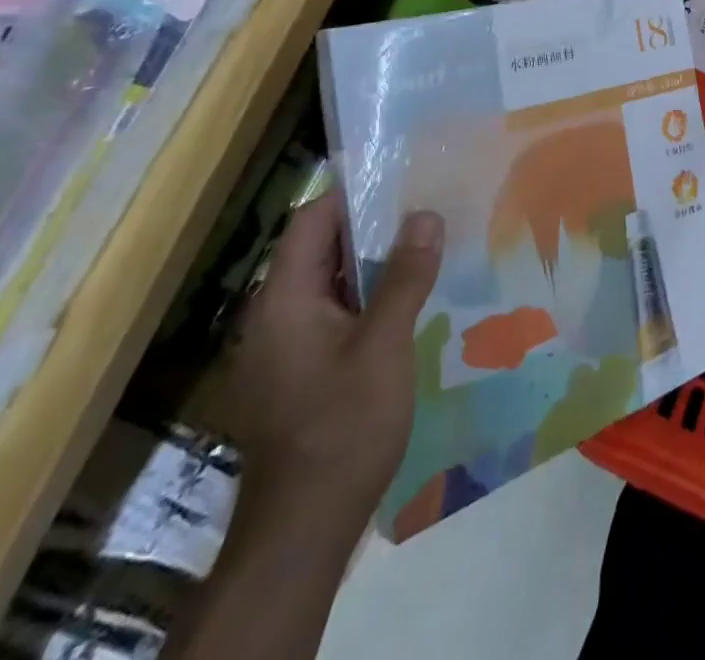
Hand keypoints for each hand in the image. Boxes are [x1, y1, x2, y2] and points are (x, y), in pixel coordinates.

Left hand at [223, 189, 442, 544]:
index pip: (311, 221)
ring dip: (374, 262)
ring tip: (428, 244)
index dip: (354, 193)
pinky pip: (335, 313)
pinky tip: (411, 299)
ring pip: (331, 283)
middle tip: (428, 207)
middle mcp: (275, 315)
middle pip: (320, 249)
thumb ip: (404, 277)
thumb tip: (425, 215)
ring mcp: (285, 347)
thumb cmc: (342, 426)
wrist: (304, 528)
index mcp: (283, 300)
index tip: (403, 177)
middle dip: (373, 225)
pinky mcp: (300, 371)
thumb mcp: (384, 345)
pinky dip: (368, 296)